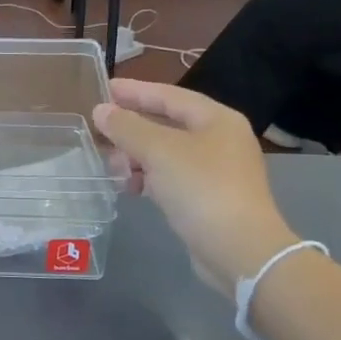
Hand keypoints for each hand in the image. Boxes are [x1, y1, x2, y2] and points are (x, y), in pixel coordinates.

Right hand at [93, 80, 298, 291]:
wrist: (240, 251)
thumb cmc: (201, 189)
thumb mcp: (158, 151)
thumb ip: (126, 127)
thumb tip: (101, 110)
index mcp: (216, 119)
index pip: (169, 95)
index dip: (135, 91)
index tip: (104, 88)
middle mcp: (219, 140)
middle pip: (166, 124)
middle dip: (131, 129)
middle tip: (101, 134)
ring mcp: (215, 171)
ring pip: (165, 153)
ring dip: (136, 157)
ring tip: (115, 168)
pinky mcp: (206, 198)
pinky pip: (169, 177)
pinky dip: (148, 178)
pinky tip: (130, 188)